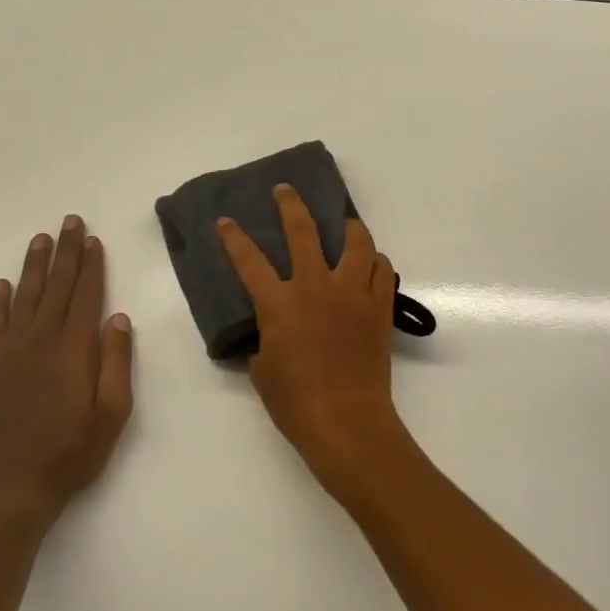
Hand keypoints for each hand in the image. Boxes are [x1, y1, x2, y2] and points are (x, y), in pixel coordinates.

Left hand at [0, 215, 133, 519]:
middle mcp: (41, 341)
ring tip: (41, 239)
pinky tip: (2, 284)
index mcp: (74, 349)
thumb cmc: (73, 451)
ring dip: (34, 266)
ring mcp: (10, 353)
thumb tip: (118, 318)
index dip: (91, 265)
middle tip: (70, 221)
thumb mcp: (113, 412)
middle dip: (65, 252)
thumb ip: (117, 362)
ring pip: (25, 297)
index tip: (93, 239)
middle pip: (56, 287)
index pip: (86, 295)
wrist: (12, 488)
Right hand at [217, 185, 405, 496]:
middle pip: (303, 231)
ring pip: (356, 242)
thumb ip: (264, 340)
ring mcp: (352, 292)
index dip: (234, 238)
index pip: (249, 260)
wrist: (346, 420)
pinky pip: (383, 270)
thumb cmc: (295, 402)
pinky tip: (370, 264)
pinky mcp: (379, 305)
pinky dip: (375, 261)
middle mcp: (316, 286)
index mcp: (280, 302)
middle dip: (290, 204)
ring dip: (348, 227)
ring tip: (343, 223)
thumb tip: (269, 331)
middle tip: (285, 190)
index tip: (226, 220)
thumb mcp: (263, 370)